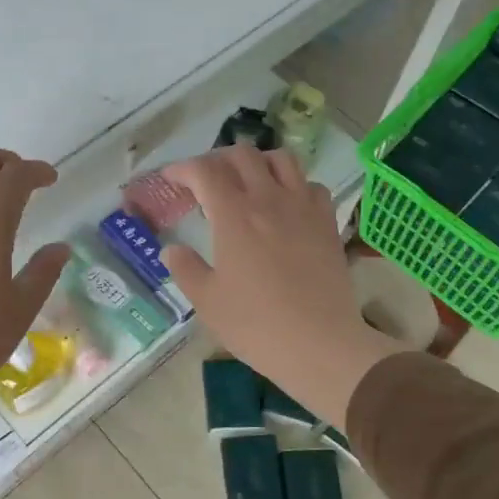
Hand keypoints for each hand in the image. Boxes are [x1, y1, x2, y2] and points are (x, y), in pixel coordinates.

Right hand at [163, 146, 402, 428]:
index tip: (171, 179)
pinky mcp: (327, 222)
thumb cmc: (256, 325)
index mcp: (234, 215)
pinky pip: (311, 185)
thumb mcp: (208, 301)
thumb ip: (185, 269)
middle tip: (206, 181)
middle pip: (243, 155)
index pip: (204, 171)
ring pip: (281, 159)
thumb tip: (171, 250)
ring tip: (248, 181)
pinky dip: (294, 184)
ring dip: (258, 162)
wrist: (320, 343)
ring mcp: (303, 207)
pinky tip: (287, 205)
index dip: (182, 169)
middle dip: (218, 159)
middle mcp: (269, 199)